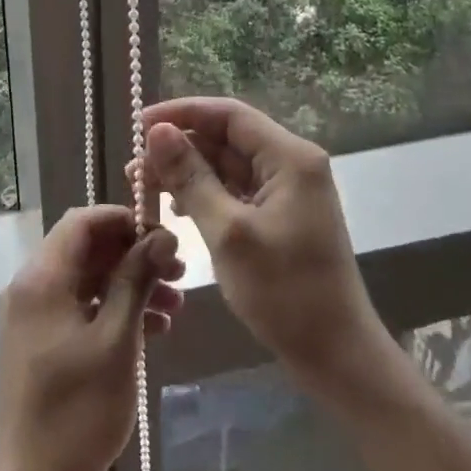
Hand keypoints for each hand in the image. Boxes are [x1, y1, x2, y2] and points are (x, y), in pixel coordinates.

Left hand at [0, 206, 182, 470]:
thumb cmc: (77, 412)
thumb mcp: (117, 340)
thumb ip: (136, 280)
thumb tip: (161, 236)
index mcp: (41, 278)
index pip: (82, 221)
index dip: (124, 220)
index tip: (165, 237)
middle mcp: (30, 287)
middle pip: (86, 249)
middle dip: (134, 255)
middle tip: (179, 273)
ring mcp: (32, 316)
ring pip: (86, 280)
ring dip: (129, 284)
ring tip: (176, 307)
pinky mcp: (38, 342)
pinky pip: (78, 308)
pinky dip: (112, 310)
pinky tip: (152, 330)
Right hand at [140, 97, 391, 400]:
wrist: (336, 356)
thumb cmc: (285, 293)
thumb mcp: (228, 233)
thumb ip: (191, 178)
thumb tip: (157, 132)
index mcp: (289, 157)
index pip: (228, 114)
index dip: (181, 113)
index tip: (138, 126)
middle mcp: (291, 164)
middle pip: (226, 139)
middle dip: (179, 149)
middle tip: (134, 170)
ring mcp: (287, 191)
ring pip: (227, 166)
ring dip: (187, 173)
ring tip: (146, 191)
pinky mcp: (280, 216)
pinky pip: (235, 191)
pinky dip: (204, 195)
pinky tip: (177, 210)